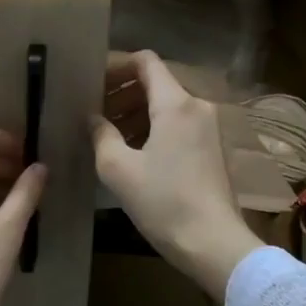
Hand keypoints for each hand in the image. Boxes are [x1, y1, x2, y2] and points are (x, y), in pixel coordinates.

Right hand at [92, 51, 261, 301]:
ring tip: (107, 133)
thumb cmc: (163, 203)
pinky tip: (131, 151)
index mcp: (175, 104)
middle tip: (92, 111)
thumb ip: (101, 135)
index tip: (91, 82)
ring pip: (166, 105)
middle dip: (121, 91)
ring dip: (135, 111)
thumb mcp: (118, 169)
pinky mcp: (212, 148)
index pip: (145, 61)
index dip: (116, 65)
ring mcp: (208, 127)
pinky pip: (178, 124)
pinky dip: (152, 127)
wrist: (213, 243)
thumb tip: (93, 118)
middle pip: (155, 82)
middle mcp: (196, 106)